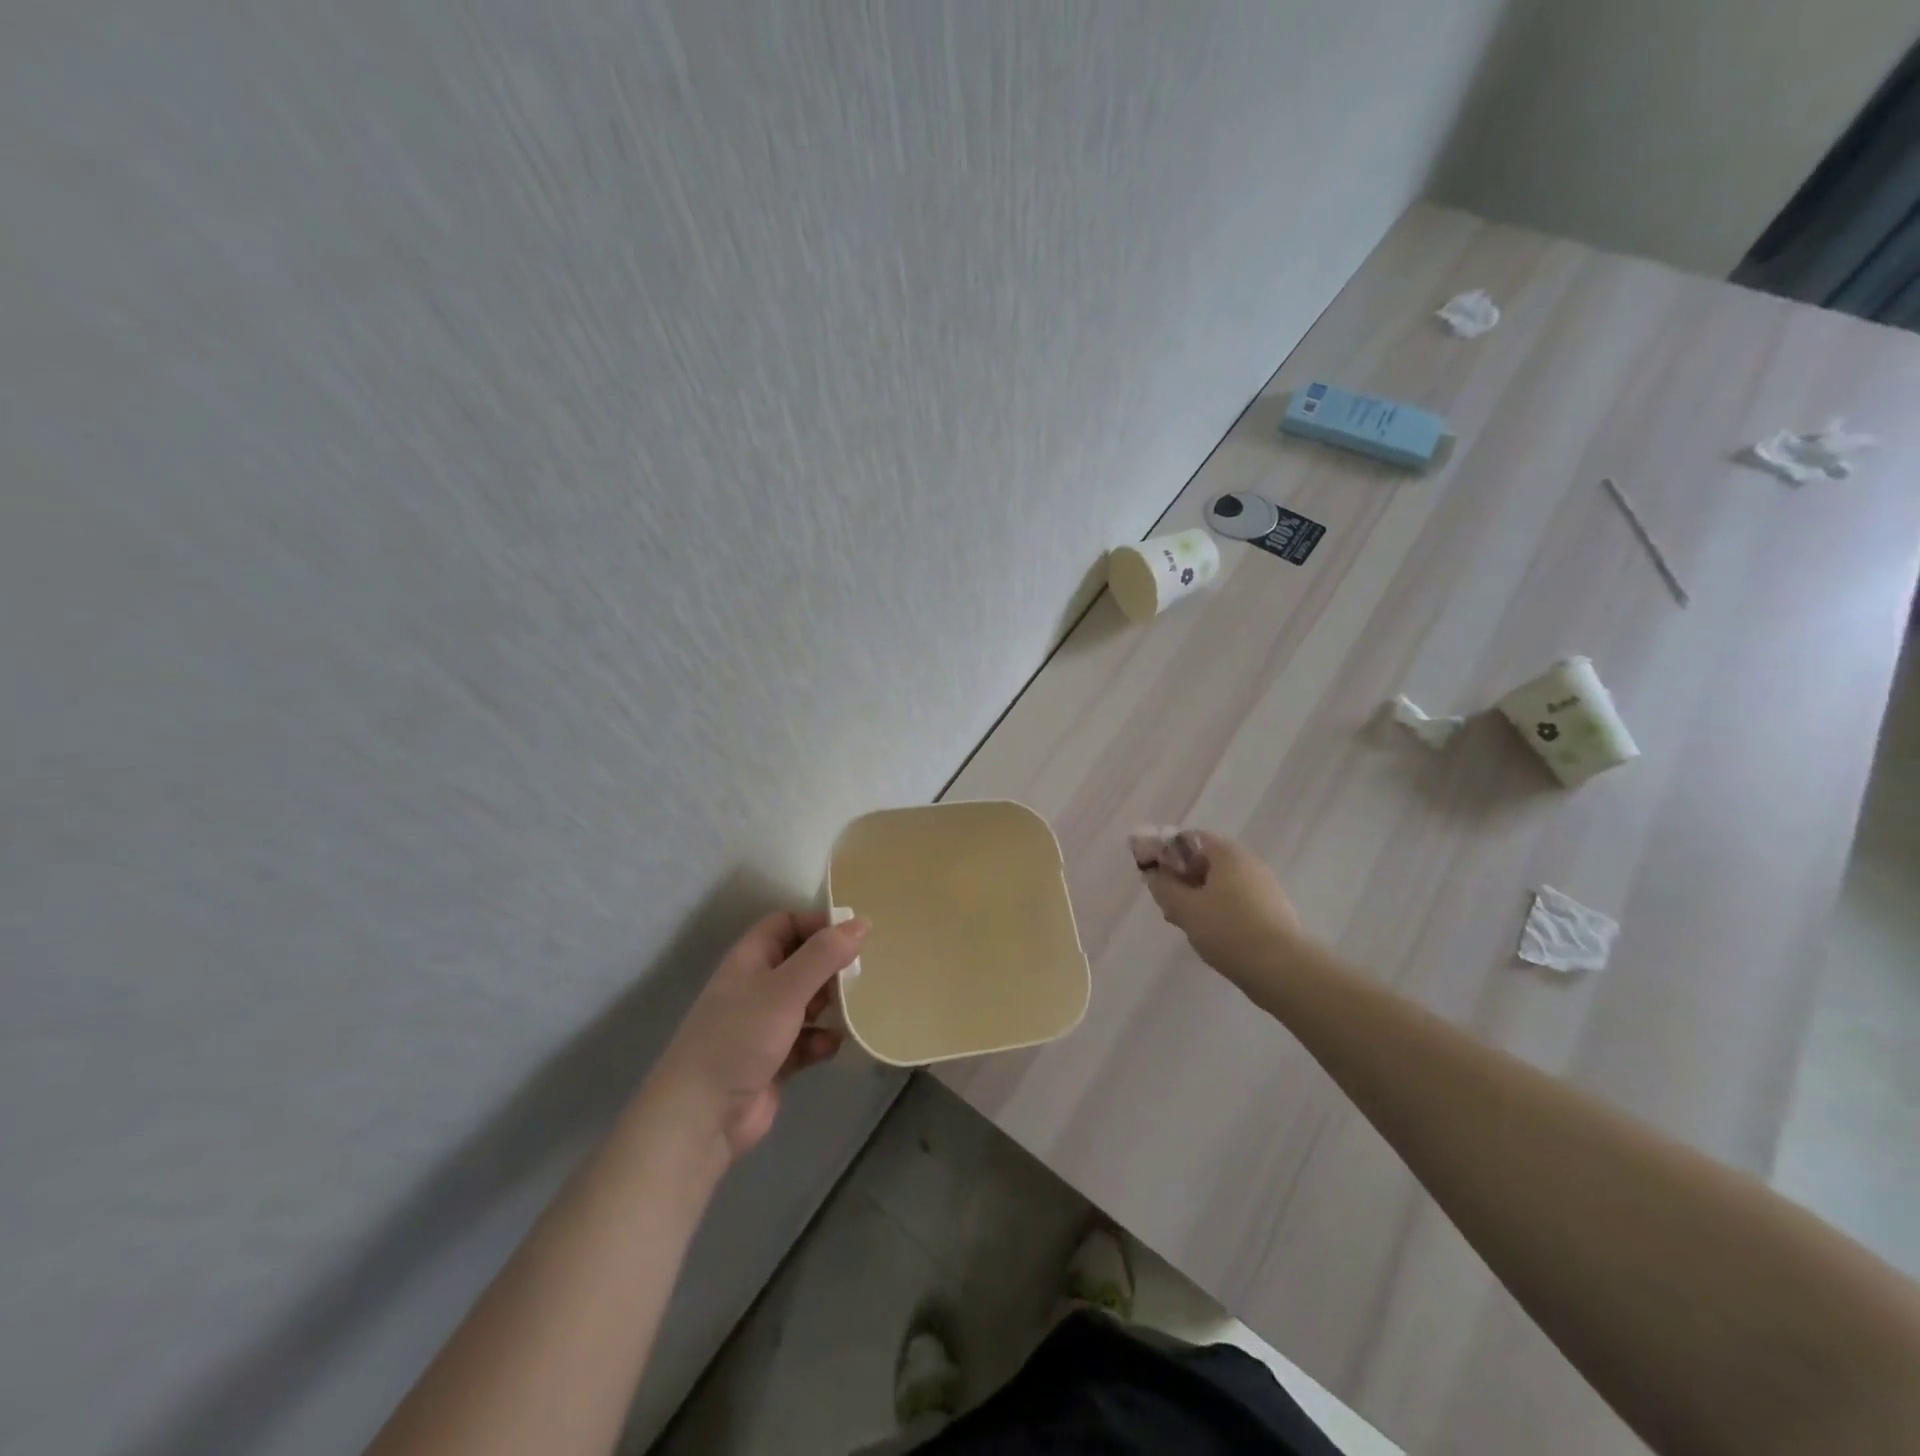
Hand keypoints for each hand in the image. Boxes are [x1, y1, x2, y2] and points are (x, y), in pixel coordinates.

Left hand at [648, 912, 865, 1163]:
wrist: (702, 1117)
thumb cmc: (740, 1038)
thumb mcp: (785, 989)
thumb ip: (823, 955)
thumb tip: (861, 923)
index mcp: (750, 960)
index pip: (785, 924)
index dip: (816, 924)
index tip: (852, 935)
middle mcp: (756, 987)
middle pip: (801, 962)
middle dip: (830, 967)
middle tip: (862, 973)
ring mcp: (764, 1026)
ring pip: (807, 1002)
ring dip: (830, 1005)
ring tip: (855, 1008)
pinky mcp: (775, 1061)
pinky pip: (807, 1040)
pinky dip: (821, 1041)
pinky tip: (832, 1046)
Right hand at [1139, 830, 1301, 978]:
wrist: (1281, 968)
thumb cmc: (1227, 930)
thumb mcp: (1184, 907)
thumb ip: (1163, 886)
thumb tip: (1155, 874)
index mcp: (1227, 853)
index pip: (1189, 838)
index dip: (1165, 852)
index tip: (1152, 874)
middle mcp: (1248, 862)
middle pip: (1205, 860)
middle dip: (1181, 877)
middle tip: (1166, 901)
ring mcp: (1263, 886)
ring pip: (1220, 883)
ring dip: (1198, 895)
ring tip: (1184, 921)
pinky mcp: (1272, 910)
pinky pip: (1236, 900)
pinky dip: (1218, 909)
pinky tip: (1209, 932)